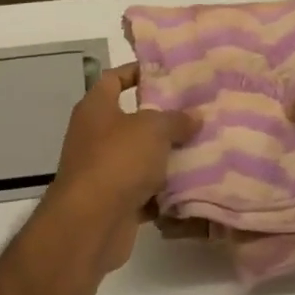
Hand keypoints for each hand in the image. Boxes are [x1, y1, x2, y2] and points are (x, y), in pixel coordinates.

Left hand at [41, 64, 196, 273]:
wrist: (91, 222)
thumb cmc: (117, 160)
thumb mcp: (152, 129)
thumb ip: (176, 119)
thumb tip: (194, 117)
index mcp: (96, 108)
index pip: (114, 78)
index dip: (137, 72)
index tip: (168, 73)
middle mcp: (95, 135)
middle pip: (131, 119)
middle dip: (162, 118)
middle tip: (197, 112)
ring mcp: (103, 170)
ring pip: (140, 156)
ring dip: (166, 156)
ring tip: (203, 146)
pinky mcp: (114, 200)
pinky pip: (144, 189)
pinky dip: (164, 190)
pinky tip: (193, 184)